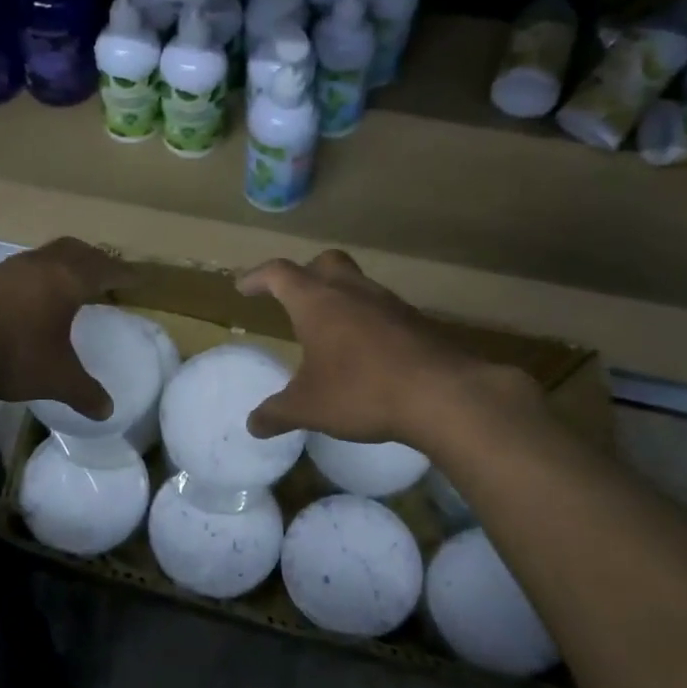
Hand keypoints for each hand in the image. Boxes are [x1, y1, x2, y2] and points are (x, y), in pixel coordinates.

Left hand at [0, 238, 129, 419]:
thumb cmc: (15, 353)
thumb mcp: (56, 378)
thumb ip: (84, 392)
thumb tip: (106, 411)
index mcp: (67, 280)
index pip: (104, 269)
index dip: (123, 273)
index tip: (137, 277)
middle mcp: (38, 266)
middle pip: (73, 250)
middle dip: (92, 259)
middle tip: (102, 273)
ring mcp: (3, 269)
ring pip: (40, 258)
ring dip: (56, 267)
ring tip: (62, 286)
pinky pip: (13, 273)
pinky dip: (27, 281)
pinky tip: (21, 303)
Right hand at [237, 250, 536, 447]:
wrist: (443, 395)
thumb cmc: (361, 391)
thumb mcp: (309, 408)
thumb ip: (277, 413)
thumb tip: (252, 424)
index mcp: (317, 302)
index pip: (279, 273)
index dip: (258, 277)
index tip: (244, 287)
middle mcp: (352, 291)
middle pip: (324, 263)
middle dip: (304, 274)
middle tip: (293, 298)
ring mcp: (389, 303)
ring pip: (357, 284)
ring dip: (339, 297)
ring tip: (329, 329)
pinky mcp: (416, 322)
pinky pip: (382, 310)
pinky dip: (367, 320)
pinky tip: (365, 351)